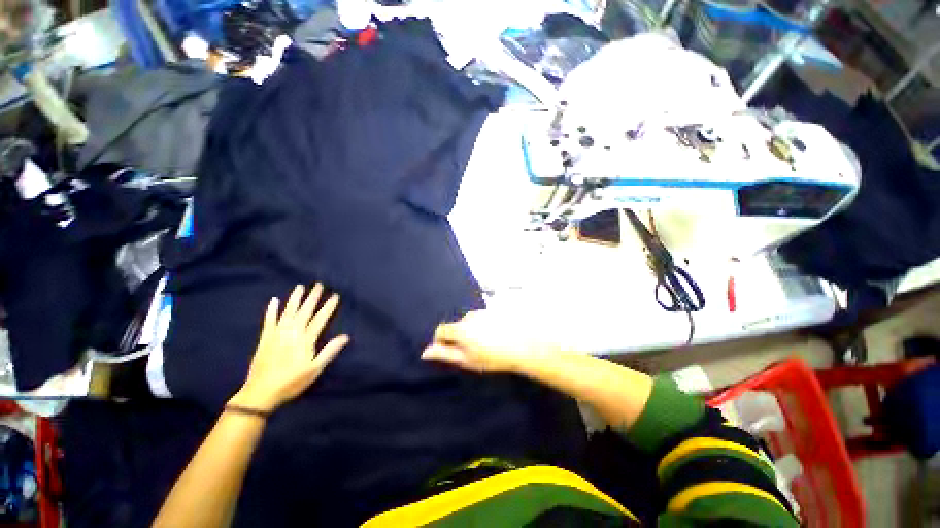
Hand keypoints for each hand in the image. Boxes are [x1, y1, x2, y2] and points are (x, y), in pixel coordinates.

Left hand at [230, 284, 348, 412]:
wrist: (261, 393)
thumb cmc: (292, 382)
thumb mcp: (315, 369)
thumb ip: (329, 351)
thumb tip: (346, 336)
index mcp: (305, 340)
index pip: (320, 319)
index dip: (328, 307)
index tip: (335, 295)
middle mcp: (292, 333)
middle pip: (304, 312)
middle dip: (313, 297)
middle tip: (318, 284)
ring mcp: (277, 334)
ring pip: (288, 312)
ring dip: (294, 299)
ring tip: (300, 287)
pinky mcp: (265, 339)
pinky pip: (269, 321)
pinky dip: (272, 310)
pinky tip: (274, 301)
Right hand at [421, 309, 555, 373]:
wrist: (523, 346)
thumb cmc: (493, 357)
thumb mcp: (467, 360)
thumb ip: (446, 354)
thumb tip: (425, 352)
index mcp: (460, 329)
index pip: (441, 330)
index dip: (442, 340)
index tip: (451, 350)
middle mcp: (469, 316)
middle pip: (457, 325)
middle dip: (460, 336)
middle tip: (473, 350)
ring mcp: (483, 311)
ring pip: (471, 321)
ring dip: (474, 330)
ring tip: (488, 342)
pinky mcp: (495, 309)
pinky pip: (484, 317)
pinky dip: (485, 325)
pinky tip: (497, 334)